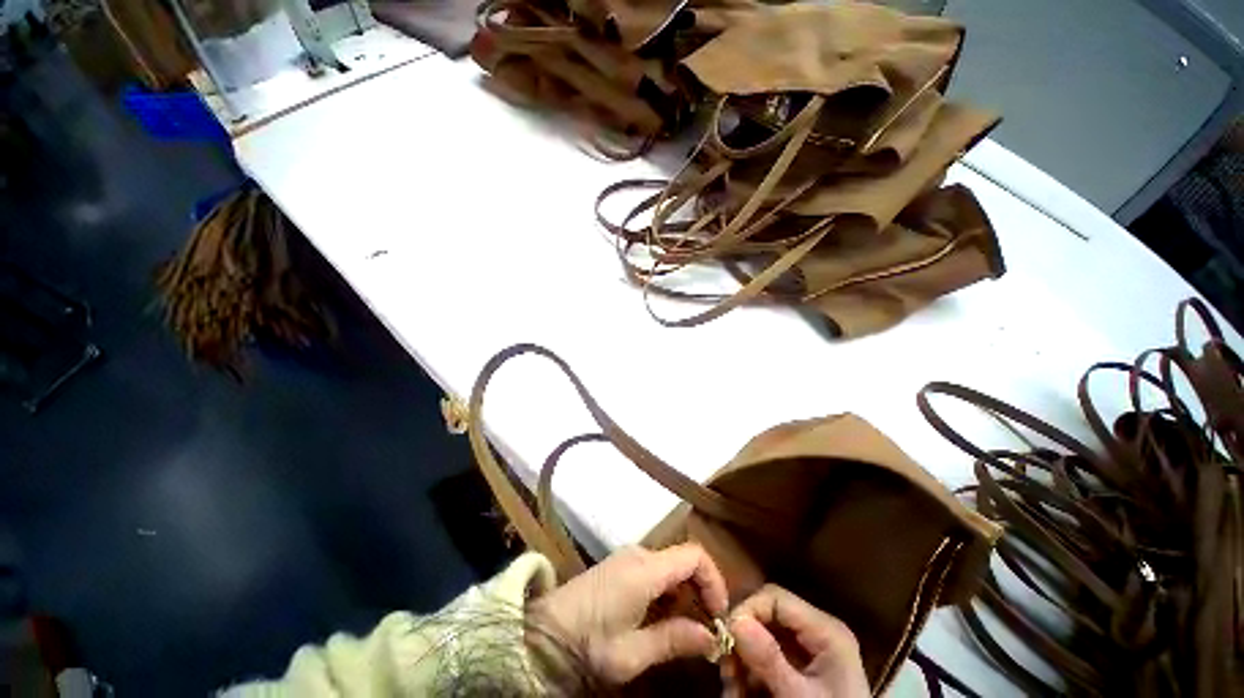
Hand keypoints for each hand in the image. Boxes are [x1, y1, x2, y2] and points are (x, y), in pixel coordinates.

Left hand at [530, 544, 728, 683]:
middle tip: (703, 627)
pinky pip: (647, 575)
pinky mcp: (605, 574)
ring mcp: (616, 564)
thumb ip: (676, 640)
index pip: (696, 557)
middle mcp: (632, 557)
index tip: (717, 615)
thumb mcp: (633, 653)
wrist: (532, 640)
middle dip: (698, 593)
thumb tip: (713, 638)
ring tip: (682, 630)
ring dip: (680, 596)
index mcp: (643, 570)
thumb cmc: (584, 646)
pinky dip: (662, 595)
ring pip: (665, 570)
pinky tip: (655, 623)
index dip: (715, 583)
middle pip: (682, 563)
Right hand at [724, 585, 868, 697]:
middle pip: (765, 622)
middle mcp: (816, 634)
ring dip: (739, 669)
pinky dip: (748, 680)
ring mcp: (807, 654)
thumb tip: (734, 620)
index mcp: (825, 630)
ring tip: (734, 694)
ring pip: (758, 646)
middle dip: (739, 648)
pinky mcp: (798, 672)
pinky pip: (763, 665)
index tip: (721, 642)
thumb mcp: (797, 692)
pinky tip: (742, 696)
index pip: (776, 598)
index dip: (745, 613)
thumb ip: (768, 659)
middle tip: (726, 677)